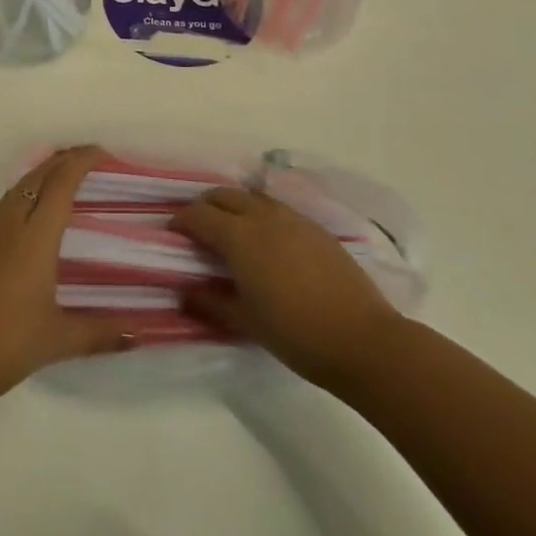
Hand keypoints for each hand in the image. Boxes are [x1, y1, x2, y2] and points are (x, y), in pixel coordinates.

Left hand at [0, 146, 130, 412]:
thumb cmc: (8, 344)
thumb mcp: (60, 339)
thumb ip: (102, 333)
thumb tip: (141, 334)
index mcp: (35, 235)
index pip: (61, 182)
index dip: (82, 161)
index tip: (104, 153)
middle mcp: (10, 221)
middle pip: (40, 174)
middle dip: (66, 159)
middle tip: (93, 159)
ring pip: (20, 183)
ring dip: (45, 171)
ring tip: (68, 175)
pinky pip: (7, 200)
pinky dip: (28, 188)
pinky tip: (35, 206)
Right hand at [171, 186, 399, 387]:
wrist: (362, 340)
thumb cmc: (296, 333)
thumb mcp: (246, 323)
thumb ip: (211, 304)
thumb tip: (184, 293)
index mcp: (239, 236)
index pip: (199, 215)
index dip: (181, 221)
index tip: (173, 233)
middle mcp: (262, 216)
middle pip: (224, 195)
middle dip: (205, 206)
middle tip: (198, 229)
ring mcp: (292, 218)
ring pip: (252, 197)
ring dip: (234, 206)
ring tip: (232, 230)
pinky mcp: (315, 227)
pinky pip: (277, 208)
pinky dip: (261, 214)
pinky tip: (268, 240)